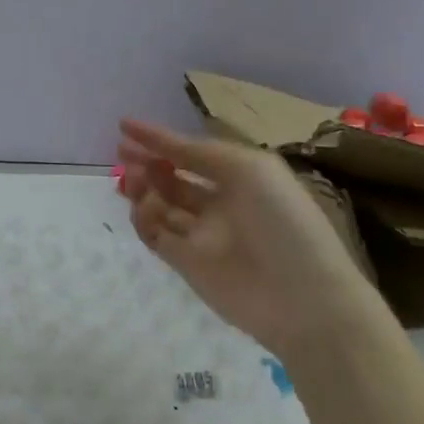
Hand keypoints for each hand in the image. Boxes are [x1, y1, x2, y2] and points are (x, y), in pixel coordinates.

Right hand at [116, 119, 369, 352]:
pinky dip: (145, 218)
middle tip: (122, 155)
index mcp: (241, 178)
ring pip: (159, 205)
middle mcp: (219, 203)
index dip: (160, 139)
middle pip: (172, 178)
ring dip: (142, 188)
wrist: (301, 297)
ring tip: (132, 180)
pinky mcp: (185, 263)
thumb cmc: (283, 221)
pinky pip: (155, 234)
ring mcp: (201, 234)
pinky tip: (146, 209)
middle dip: (146, 163)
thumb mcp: (249, 169)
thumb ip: (200, 153)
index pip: (192, 152)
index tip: (124, 126)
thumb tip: (161, 147)